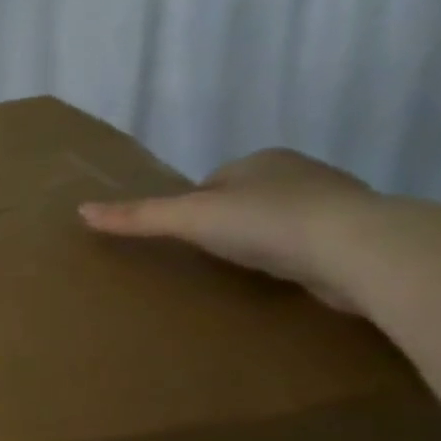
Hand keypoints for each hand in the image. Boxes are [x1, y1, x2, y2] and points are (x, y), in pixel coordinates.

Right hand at [79, 148, 376, 312]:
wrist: (359, 249)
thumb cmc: (267, 223)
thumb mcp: (189, 218)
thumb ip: (138, 217)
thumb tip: (82, 210)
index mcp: (262, 160)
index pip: (212, 183)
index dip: (192, 208)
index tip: (182, 237)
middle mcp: (300, 174)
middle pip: (244, 201)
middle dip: (226, 225)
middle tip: (204, 258)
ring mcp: (332, 205)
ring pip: (278, 223)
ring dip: (261, 244)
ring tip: (240, 273)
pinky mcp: (355, 239)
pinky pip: (307, 247)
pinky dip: (290, 261)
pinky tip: (280, 281)